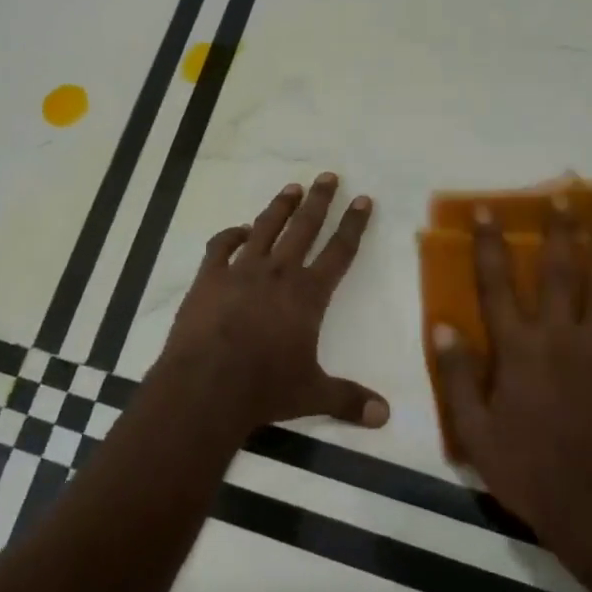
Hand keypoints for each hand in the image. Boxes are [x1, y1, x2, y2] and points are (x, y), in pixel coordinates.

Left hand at [153, 174, 389, 438]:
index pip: (339, 252)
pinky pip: (220, 246)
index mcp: (308, 295)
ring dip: (279, 207)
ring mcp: (240, 271)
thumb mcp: (312, 394)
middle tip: (328, 176)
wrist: (206, 385)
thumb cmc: (264, 388)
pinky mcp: (209, 278)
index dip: (353, 225)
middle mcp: (278, 273)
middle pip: (304, 228)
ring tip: (292, 188)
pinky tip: (238, 230)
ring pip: (265, 228)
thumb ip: (349, 400)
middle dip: (319, 201)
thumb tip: (386, 416)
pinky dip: (230, 235)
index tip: (363, 200)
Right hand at [433, 198, 591, 561]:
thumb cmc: (524, 467)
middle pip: (562, 273)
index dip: (489, 244)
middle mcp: (561, 338)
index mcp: (518, 349)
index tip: (486, 211)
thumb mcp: (473, 430)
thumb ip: (455, 376)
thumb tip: (444, 326)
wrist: (590, 508)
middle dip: (561, 231)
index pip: (498, 284)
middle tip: (565, 196)